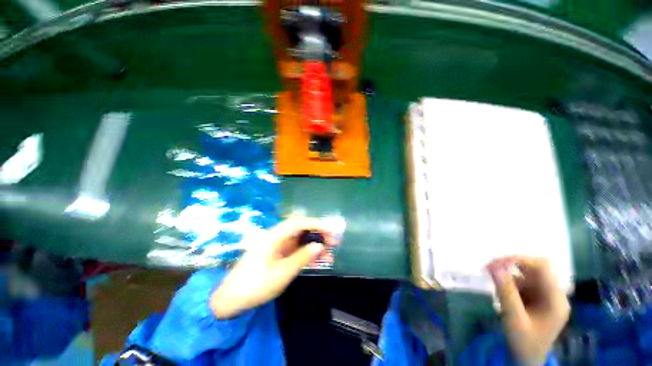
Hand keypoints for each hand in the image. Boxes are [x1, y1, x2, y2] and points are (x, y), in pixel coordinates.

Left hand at [210, 218, 328, 318]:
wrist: (231, 300)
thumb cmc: (255, 285)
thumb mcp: (282, 273)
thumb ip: (302, 257)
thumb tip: (320, 245)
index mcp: (274, 236)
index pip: (298, 223)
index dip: (316, 224)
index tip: (331, 230)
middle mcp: (277, 237)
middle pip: (301, 230)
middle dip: (318, 234)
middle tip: (333, 242)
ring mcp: (278, 246)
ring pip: (300, 240)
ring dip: (314, 244)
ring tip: (330, 253)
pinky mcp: (279, 255)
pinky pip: (296, 250)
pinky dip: (307, 253)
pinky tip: (319, 260)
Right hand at [487, 257, 569, 365]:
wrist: (526, 360)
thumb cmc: (523, 342)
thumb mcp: (513, 318)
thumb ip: (505, 292)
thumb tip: (493, 266)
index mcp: (555, 299)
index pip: (542, 267)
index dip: (520, 259)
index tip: (496, 263)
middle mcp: (554, 294)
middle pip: (535, 269)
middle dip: (511, 266)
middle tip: (489, 269)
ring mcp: (546, 296)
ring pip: (527, 275)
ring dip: (509, 276)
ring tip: (495, 287)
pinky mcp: (537, 299)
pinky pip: (523, 283)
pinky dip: (510, 284)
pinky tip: (502, 295)